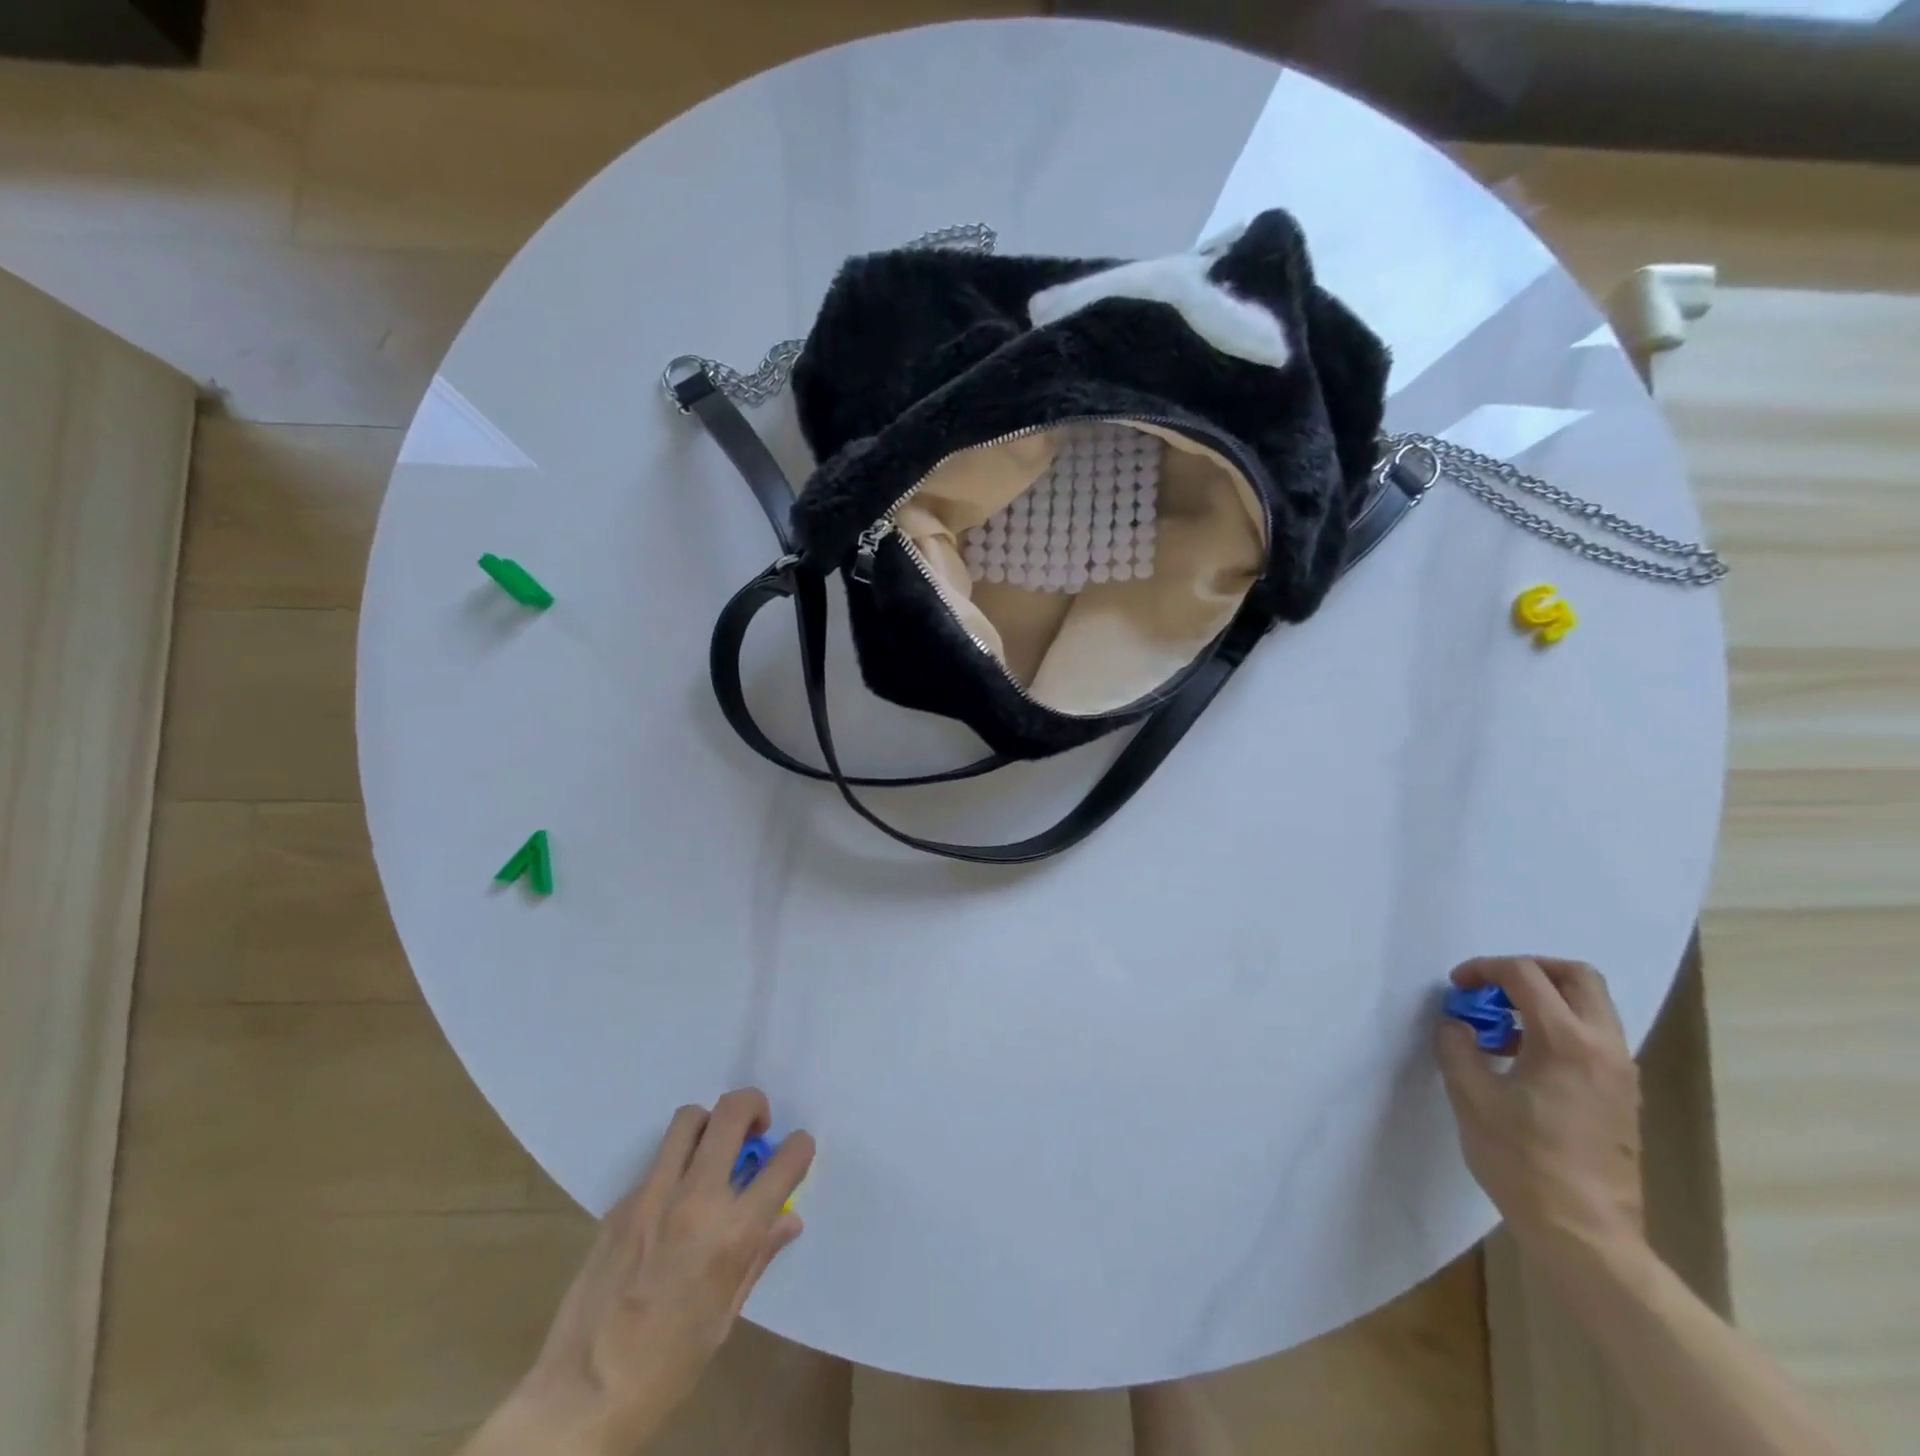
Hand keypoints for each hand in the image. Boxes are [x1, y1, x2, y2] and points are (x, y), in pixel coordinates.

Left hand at [482, 1089, 813, 1455]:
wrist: (580, 1398)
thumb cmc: (666, 1368)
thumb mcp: (725, 1316)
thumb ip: (758, 1255)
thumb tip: (787, 1219)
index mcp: (733, 1233)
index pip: (785, 1161)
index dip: (800, 1147)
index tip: (797, 1150)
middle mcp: (696, 1199)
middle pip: (732, 1112)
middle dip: (754, 1106)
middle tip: (756, 1129)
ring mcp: (653, 1196)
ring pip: (689, 1119)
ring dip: (710, 1124)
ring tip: (712, 1151)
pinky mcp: (621, 1204)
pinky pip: (657, 1162)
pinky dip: (675, 1165)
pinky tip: (672, 1202)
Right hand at [1435, 956, 1644, 1267]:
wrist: (1584, 1233)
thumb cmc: (1521, 1159)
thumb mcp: (1470, 1095)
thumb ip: (1457, 1045)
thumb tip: (1456, 1022)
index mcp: (1566, 1041)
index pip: (1526, 975)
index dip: (1484, 969)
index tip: (1457, 987)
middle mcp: (1604, 1047)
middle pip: (1577, 977)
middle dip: (1529, 969)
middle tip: (1490, 988)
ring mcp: (1620, 1072)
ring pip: (1591, 1006)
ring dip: (1545, 999)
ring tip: (1501, 1026)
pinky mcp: (1622, 1095)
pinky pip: (1594, 1036)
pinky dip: (1558, 1026)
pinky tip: (1523, 1058)